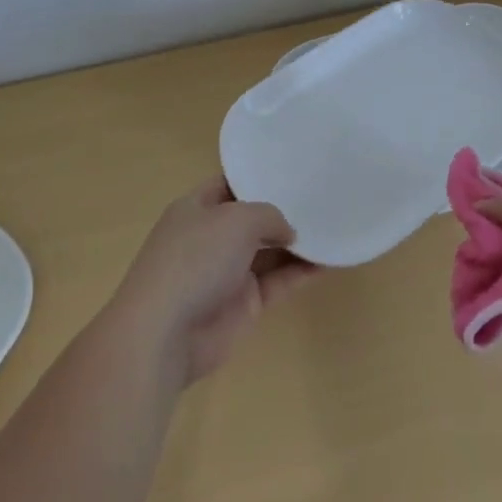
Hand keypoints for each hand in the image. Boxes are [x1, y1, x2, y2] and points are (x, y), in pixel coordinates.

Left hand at [110, 177, 316, 384]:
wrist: (166, 333)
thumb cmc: (195, 260)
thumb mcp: (237, 219)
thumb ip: (270, 216)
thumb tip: (288, 232)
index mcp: (196, 208)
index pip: (230, 184)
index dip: (258, 176)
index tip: (294, 168)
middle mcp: (211, 237)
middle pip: (253, 218)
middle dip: (284, 209)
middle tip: (324, 195)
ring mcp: (228, 271)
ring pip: (270, 251)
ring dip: (299, 242)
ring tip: (336, 224)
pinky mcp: (245, 303)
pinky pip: (280, 281)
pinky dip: (303, 272)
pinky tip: (332, 259)